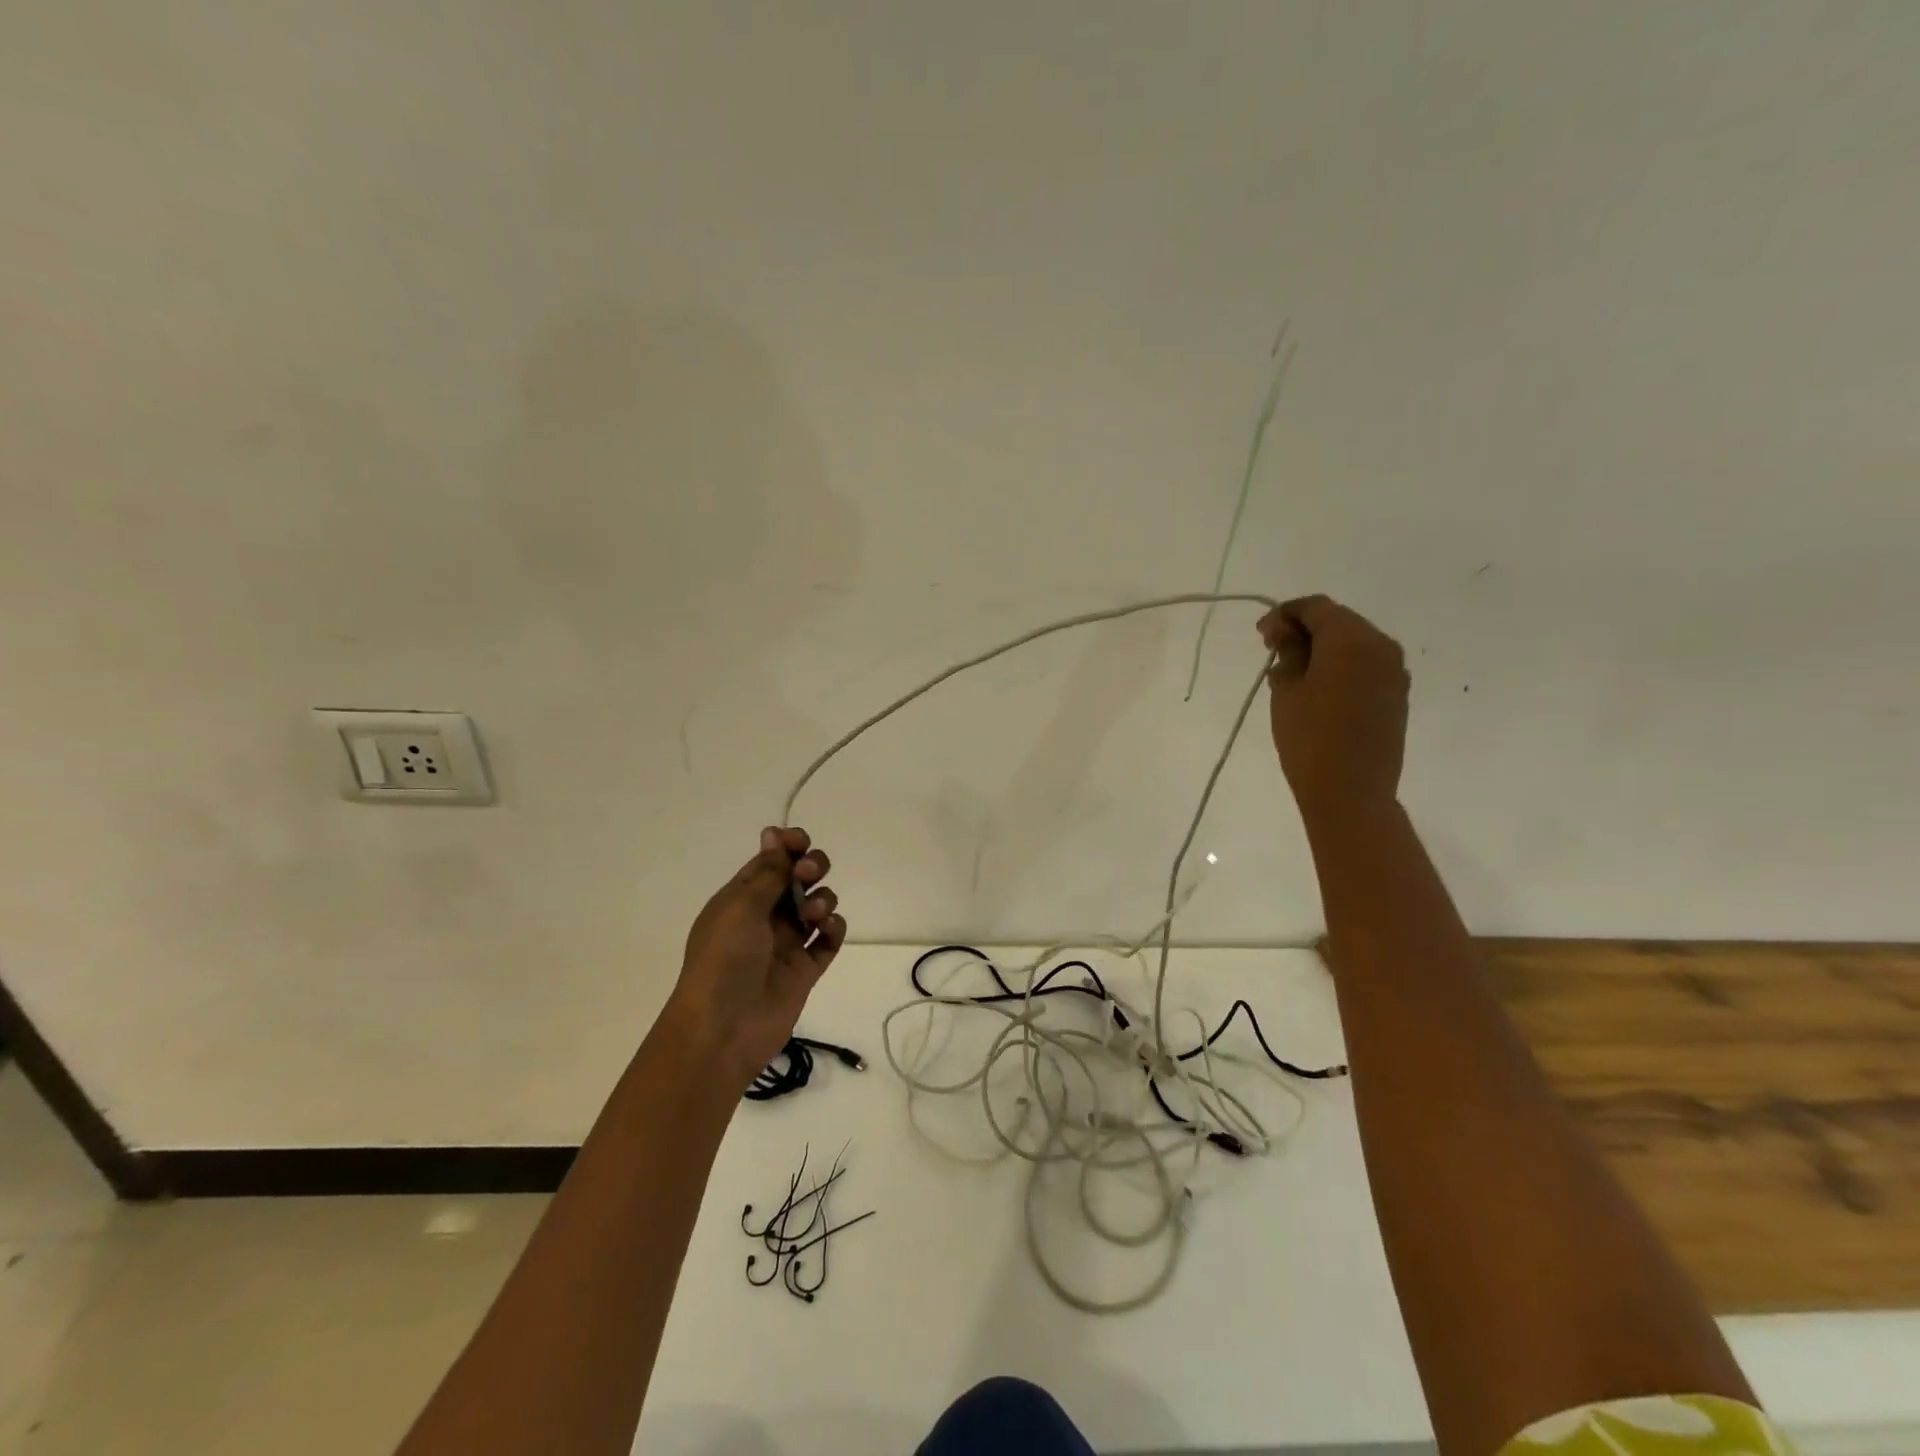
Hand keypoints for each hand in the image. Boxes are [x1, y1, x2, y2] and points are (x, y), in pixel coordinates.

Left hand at [664, 826, 846, 1090]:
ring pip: (817, 906)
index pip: (770, 861)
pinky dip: (834, 928)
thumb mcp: (741, 907)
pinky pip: (829, 940)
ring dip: (823, 898)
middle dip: (811, 868)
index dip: (788, 846)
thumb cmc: (723, 960)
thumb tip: (774, 834)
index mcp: (742, 899)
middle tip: (808, 874)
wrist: (722, 1030)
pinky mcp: (806, 969)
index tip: (800, 841)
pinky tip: (828, 929)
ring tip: (815, 914)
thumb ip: (768, 872)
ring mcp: (787, 943)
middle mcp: (765, 917)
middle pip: (799, 879)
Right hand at [1258, 595, 1408, 825]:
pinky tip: (1318, 688)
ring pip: (1354, 644)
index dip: (1284, 614)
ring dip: (1324, 649)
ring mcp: (1394, 673)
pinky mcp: (1396, 696)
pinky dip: (1340, 667)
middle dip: (1305, 629)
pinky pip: (1365, 666)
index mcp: (1352, 639)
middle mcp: (1381, 647)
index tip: (1261, 635)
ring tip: (1293, 672)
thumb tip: (1287, 632)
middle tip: (1273, 650)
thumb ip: (1288, 652)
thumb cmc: (1309, 736)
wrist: (1351, 792)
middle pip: (1339, 621)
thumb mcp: (1286, 689)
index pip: (1316, 607)